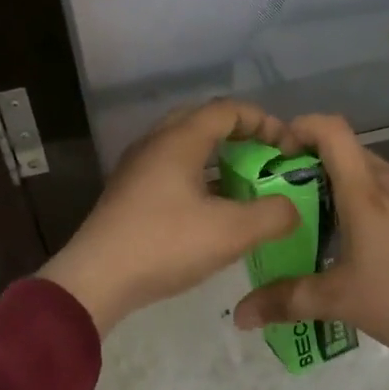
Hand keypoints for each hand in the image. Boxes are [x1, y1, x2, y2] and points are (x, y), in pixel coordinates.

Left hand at [38, 100, 300, 333]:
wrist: (96, 279)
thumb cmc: (166, 245)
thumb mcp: (232, 232)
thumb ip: (272, 215)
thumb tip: (291, 208)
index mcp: (180, 139)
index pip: (228, 110)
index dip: (264, 122)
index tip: (288, 148)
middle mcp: (156, 142)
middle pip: (204, 121)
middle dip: (241, 135)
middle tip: (266, 158)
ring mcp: (138, 167)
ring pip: (186, 146)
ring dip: (219, 158)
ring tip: (245, 184)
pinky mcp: (129, 192)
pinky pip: (172, 169)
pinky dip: (199, 177)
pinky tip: (212, 208)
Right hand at [232, 114, 388, 389]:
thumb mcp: (337, 302)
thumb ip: (284, 301)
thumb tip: (239, 315)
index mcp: (367, 193)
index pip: (333, 130)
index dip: (303, 127)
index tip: (282, 154)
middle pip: (351, 154)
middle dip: (319, 168)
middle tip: (298, 205)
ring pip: (378, 175)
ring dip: (351, 190)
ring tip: (337, 232)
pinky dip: (381, 206)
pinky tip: (381, 250)